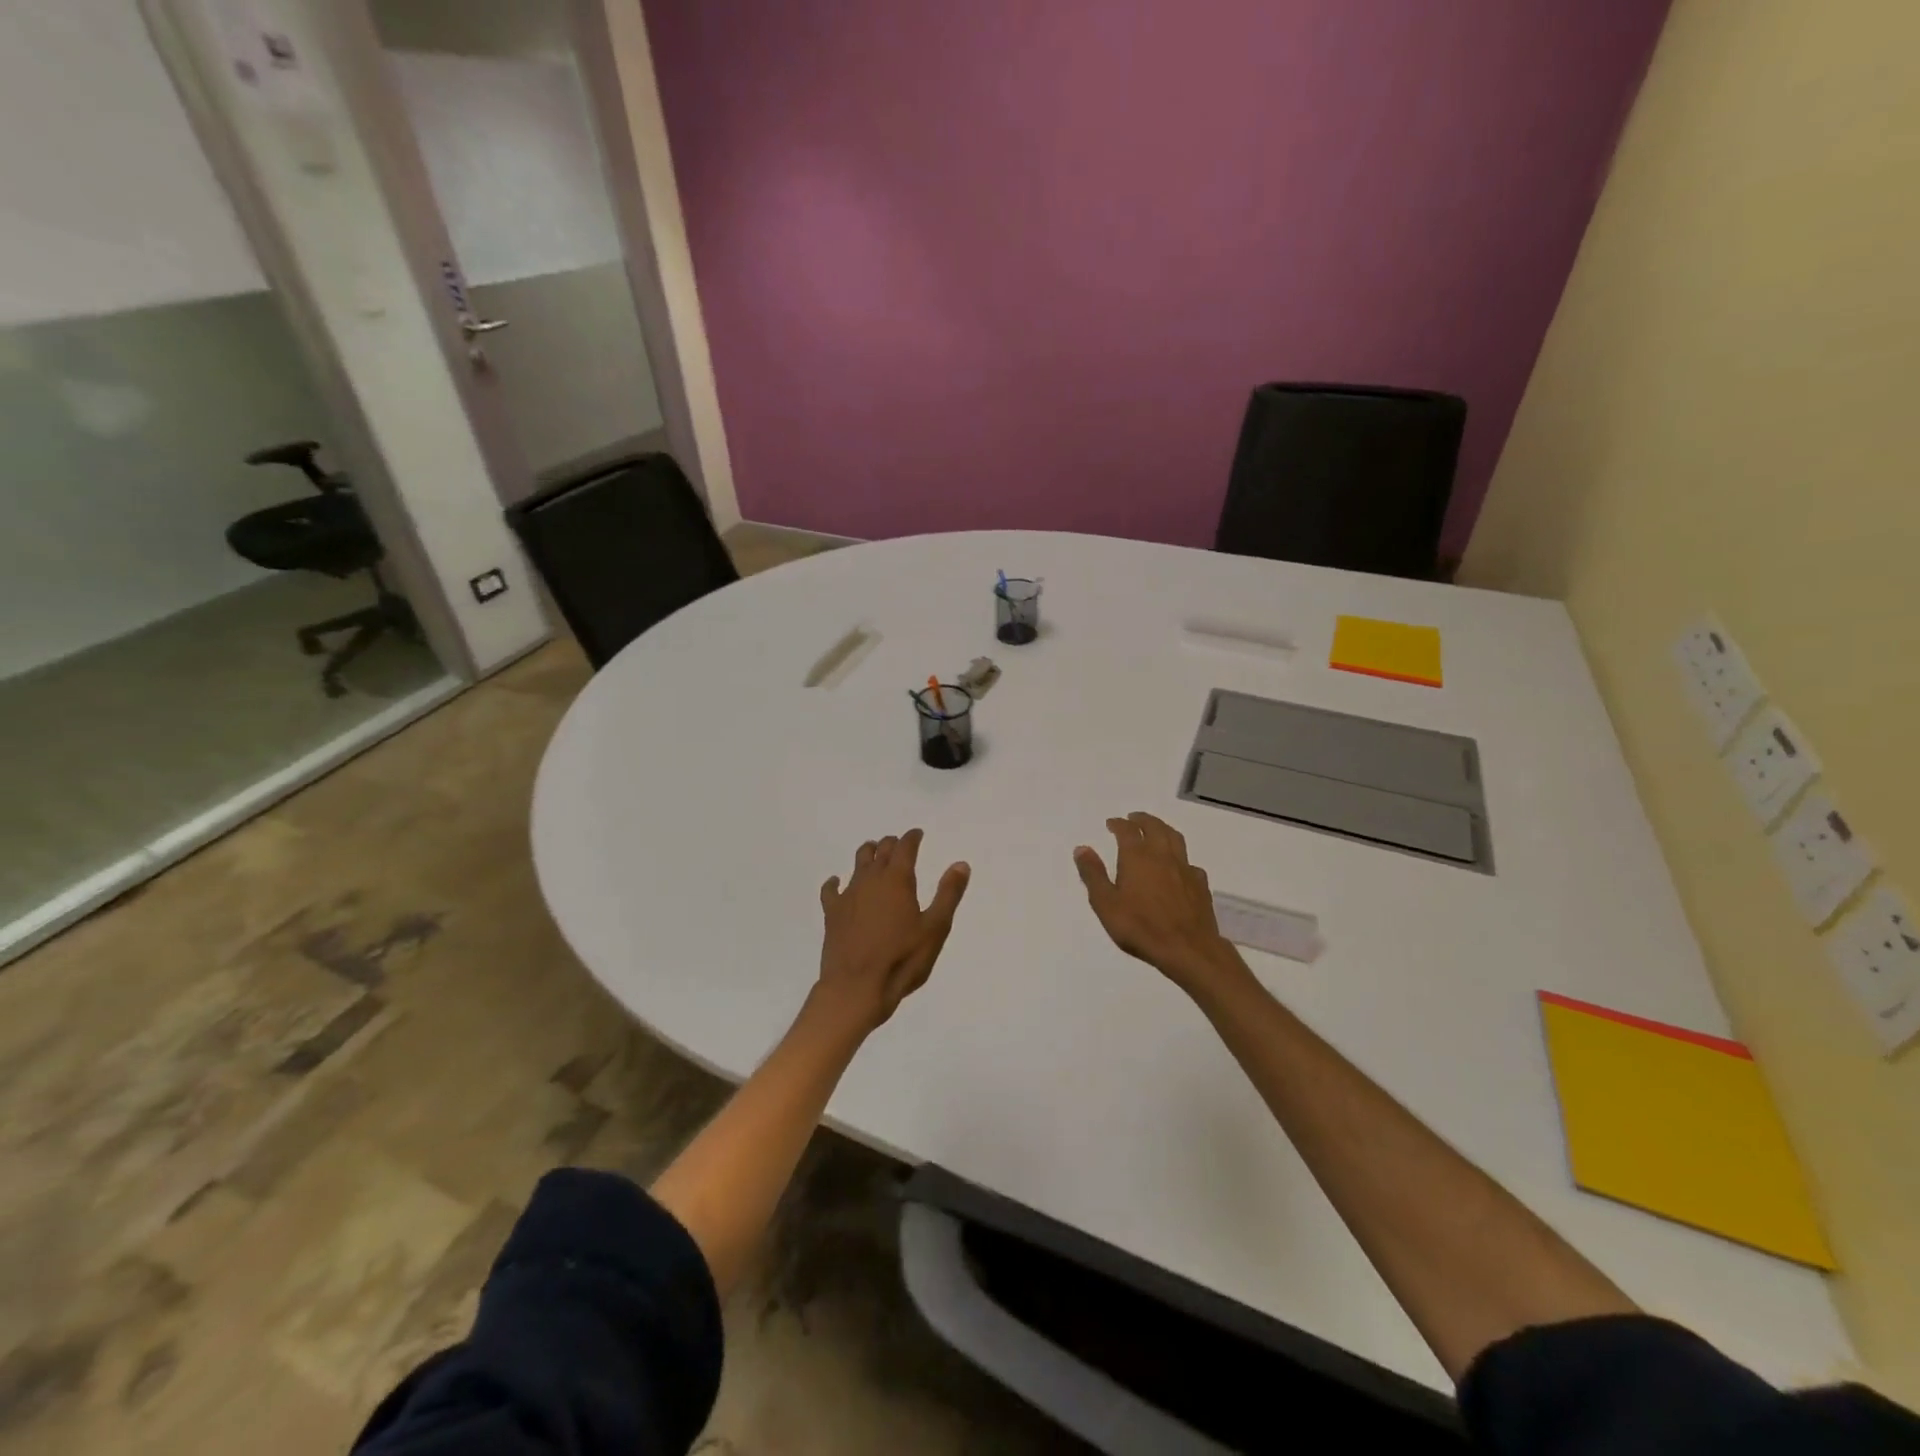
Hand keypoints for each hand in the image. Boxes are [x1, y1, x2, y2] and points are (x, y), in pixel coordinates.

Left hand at [816, 829, 969, 1033]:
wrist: (856, 988)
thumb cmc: (902, 959)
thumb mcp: (935, 928)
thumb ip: (948, 894)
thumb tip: (960, 864)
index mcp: (897, 879)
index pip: (905, 847)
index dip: (912, 838)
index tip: (917, 834)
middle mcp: (871, 879)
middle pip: (881, 851)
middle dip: (891, 844)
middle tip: (899, 845)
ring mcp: (848, 895)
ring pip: (858, 863)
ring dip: (868, 854)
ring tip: (873, 853)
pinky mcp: (832, 913)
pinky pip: (831, 889)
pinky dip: (835, 882)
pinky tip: (837, 883)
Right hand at [1074, 812, 1241, 993]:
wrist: (1187, 949)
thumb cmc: (1140, 927)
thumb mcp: (1106, 903)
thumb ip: (1093, 874)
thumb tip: (1082, 848)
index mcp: (1137, 857)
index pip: (1127, 830)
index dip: (1118, 824)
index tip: (1112, 823)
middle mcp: (1162, 855)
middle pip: (1155, 827)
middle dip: (1143, 820)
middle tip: (1134, 818)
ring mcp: (1185, 869)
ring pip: (1175, 838)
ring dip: (1163, 829)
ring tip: (1157, 830)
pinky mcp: (1200, 885)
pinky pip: (1190, 862)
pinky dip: (1180, 858)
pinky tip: (1179, 867)